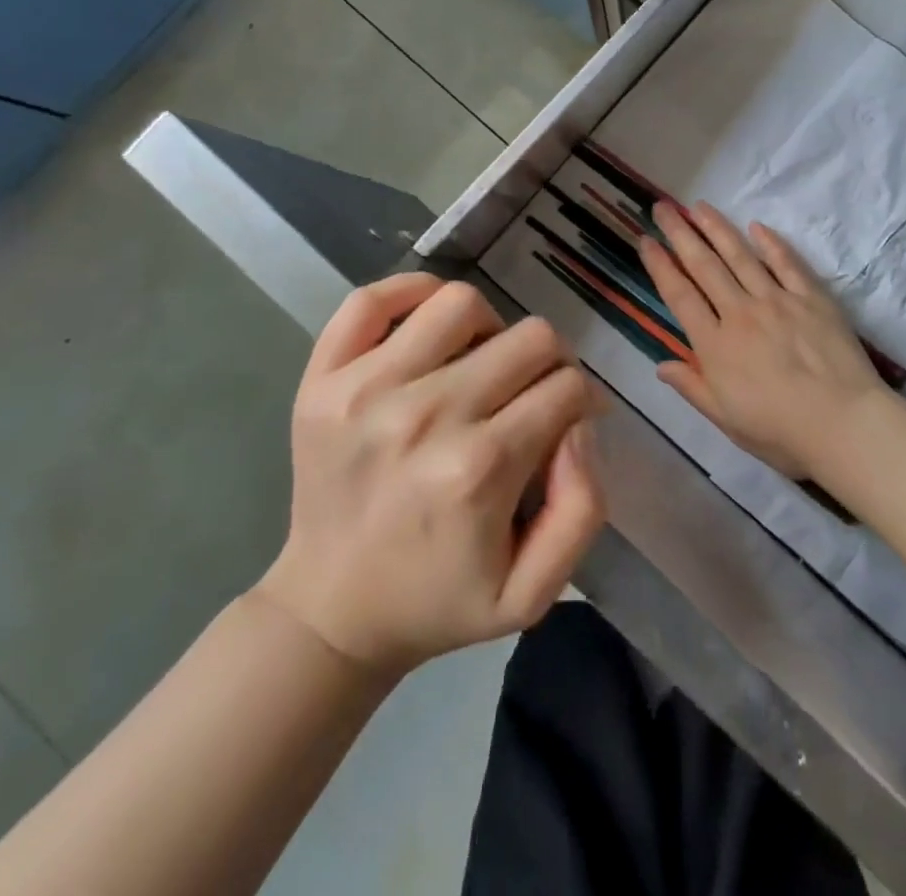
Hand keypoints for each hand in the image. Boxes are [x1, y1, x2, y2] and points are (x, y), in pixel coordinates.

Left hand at [258, 274, 604, 674]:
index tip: (568, 420)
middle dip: (549, 363)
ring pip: (461, 302)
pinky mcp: (323, 378)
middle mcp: (425, 416)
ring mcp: (365, 389)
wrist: (329, 611)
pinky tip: (430, 328)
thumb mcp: (534, 591)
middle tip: (532, 393)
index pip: (567, 387)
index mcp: (479, 470)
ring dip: (489, 328)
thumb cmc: (439, 600)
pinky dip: (411, 294)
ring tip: (479, 364)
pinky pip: (372, 299)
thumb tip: (580, 422)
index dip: (581, 400)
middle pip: (530, 338)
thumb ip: (582, 506)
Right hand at [637, 201, 891, 484]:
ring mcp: (777, 300)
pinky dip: (770, 243)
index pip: (680, 295)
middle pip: (704, 266)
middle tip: (663, 208)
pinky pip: (787, 263)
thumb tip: (660, 364)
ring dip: (717, 228)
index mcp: (715, 345)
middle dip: (680, 234)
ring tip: (699, 206)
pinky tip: (756, 226)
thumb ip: (692, 387)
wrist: (844, 424)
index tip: (646, 240)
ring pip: (740, 256)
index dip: (660, 266)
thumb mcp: (725, 420)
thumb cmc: (780, 431)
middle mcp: (740, 313)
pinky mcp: (811, 297)